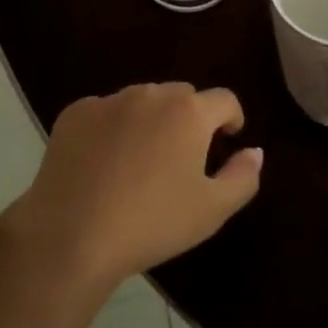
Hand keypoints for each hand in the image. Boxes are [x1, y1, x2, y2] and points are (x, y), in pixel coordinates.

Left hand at [2, 83, 262, 290]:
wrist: (71, 233)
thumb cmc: (152, 223)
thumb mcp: (212, 210)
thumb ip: (243, 177)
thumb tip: (255, 151)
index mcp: (189, 112)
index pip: (224, 100)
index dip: (231, 118)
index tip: (228, 139)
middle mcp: (151, 94)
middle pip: (182, 96)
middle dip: (190, 118)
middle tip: (183, 156)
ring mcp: (109, 100)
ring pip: (142, 100)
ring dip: (151, 119)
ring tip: (142, 160)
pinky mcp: (75, 113)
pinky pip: (105, 111)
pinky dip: (112, 128)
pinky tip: (103, 163)